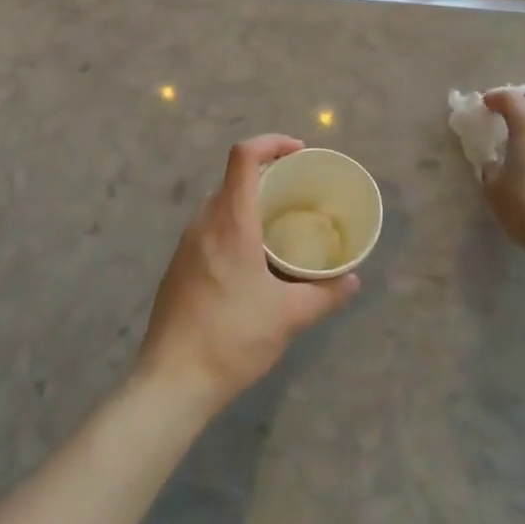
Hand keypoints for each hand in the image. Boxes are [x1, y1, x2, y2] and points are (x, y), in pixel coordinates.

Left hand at [136, 135, 359, 417]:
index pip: (243, 157)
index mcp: (230, 223)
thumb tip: (352, 280)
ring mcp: (186, 244)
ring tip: (279, 225)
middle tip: (297, 192)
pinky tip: (252, 259)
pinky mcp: (178, 266)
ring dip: (249, 202)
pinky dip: (234, 225)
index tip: (298, 152)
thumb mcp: (289, 317)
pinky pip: (209, 228)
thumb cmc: (232, 339)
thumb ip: (326, 294)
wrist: (172, 381)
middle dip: (267, 174)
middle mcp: (203, 223)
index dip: (271, 142)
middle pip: (232, 178)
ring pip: (219, 204)